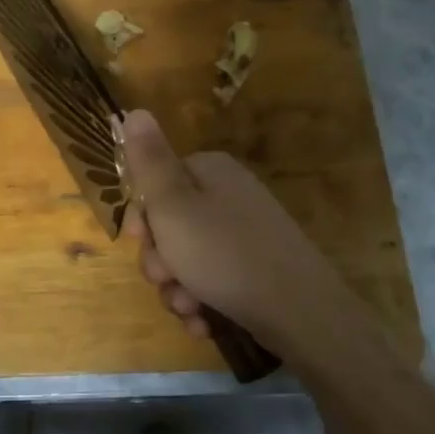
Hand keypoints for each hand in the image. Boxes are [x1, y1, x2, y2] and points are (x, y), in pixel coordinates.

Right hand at [120, 108, 362, 366]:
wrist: (299, 312)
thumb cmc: (224, 254)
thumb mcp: (173, 205)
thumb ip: (149, 161)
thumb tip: (135, 111)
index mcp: (210, 172)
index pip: (156, 184)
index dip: (141, 216)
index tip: (139, 240)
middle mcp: (228, 196)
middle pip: (170, 225)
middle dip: (160, 260)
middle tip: (165, 278)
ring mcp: (245, 235)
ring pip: (187, 260)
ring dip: (177, 288)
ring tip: (188, 308)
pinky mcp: (255, 270)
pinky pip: (213, 281)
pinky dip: (202, 302)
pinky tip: (203, 322)